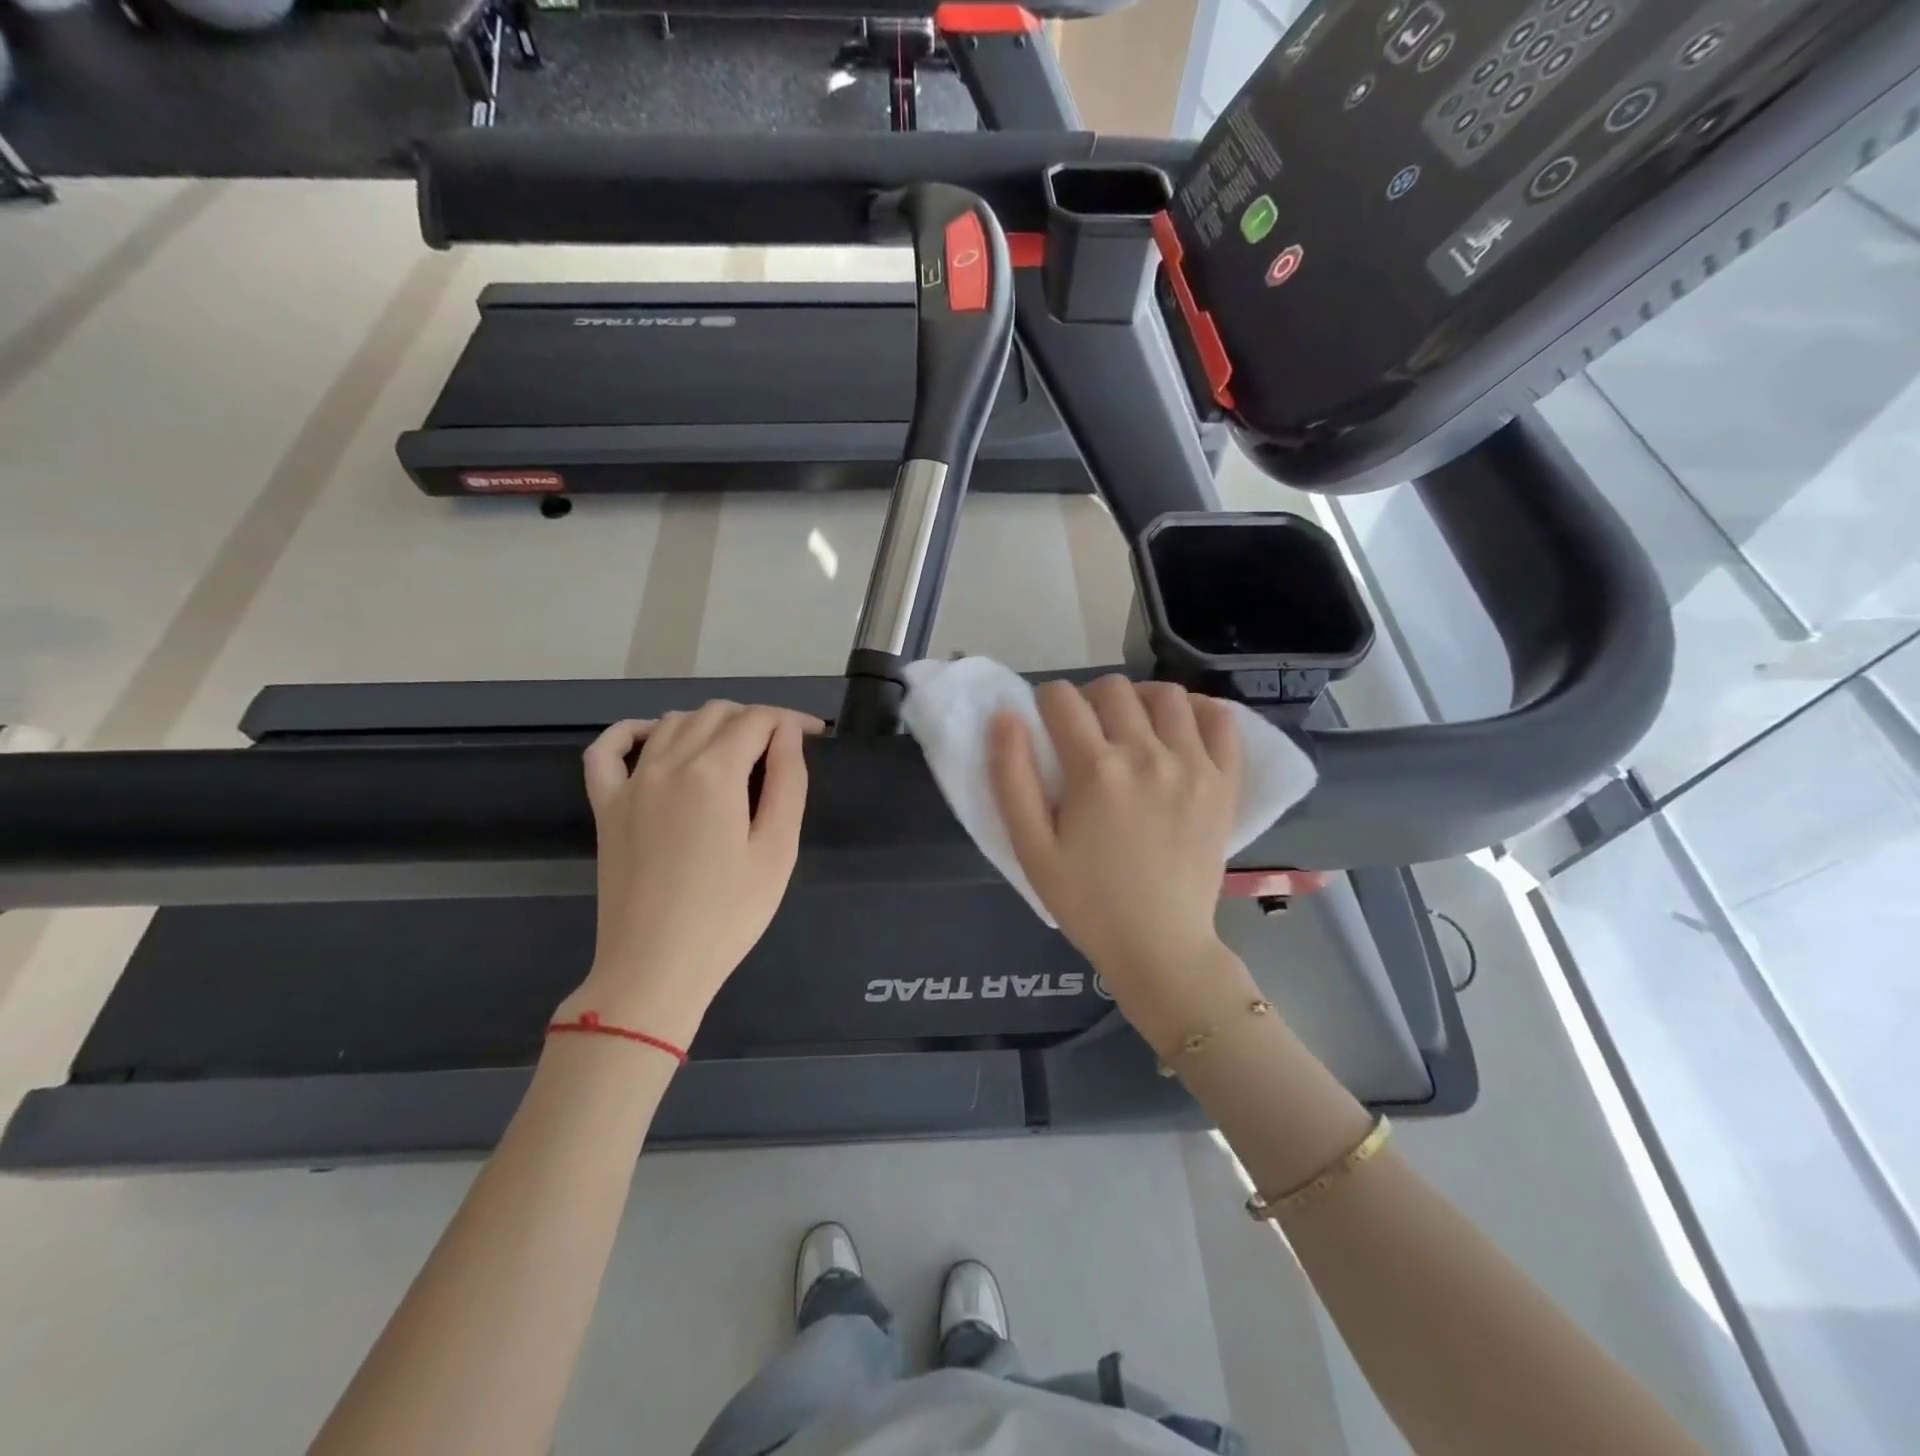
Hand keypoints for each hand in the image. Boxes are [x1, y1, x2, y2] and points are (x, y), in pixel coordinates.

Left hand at [564, 702, 821, 1047]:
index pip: (757, 720)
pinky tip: (655, 738)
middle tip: (782, 749)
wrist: (655, 967)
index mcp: (714, 773)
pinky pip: (608, 749)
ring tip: (737, 750)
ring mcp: (630, 783)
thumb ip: (788, 782)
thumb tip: (788, 733)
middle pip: (716, 713)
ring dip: (710, 723)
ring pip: (672, 722)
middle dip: (756, 719)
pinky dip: (634, 732)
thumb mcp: (777, 850)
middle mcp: (668, 764)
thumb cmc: (729, 915)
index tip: (816, 734)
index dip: (792, 719)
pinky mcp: (605, 807)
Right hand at [989, 677, 1250, 1036]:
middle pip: (1113, 688)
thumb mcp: (1031, 849)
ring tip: (1131, 727)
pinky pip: (1221, 721)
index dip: (1045, 702)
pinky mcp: (1225, 783)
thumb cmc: (1086, 902)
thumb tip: (1005, 716)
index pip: (1062, 699)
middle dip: (1088, 698)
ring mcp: (1194, 765)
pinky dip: (1199, 712)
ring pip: (1166, 695)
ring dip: (1140, 699)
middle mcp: (1148, 754)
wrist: (1159, 947)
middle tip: (1083, 732)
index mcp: (1096, 770)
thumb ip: (1011, 778)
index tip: (1045, 724)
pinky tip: (1179, 731)